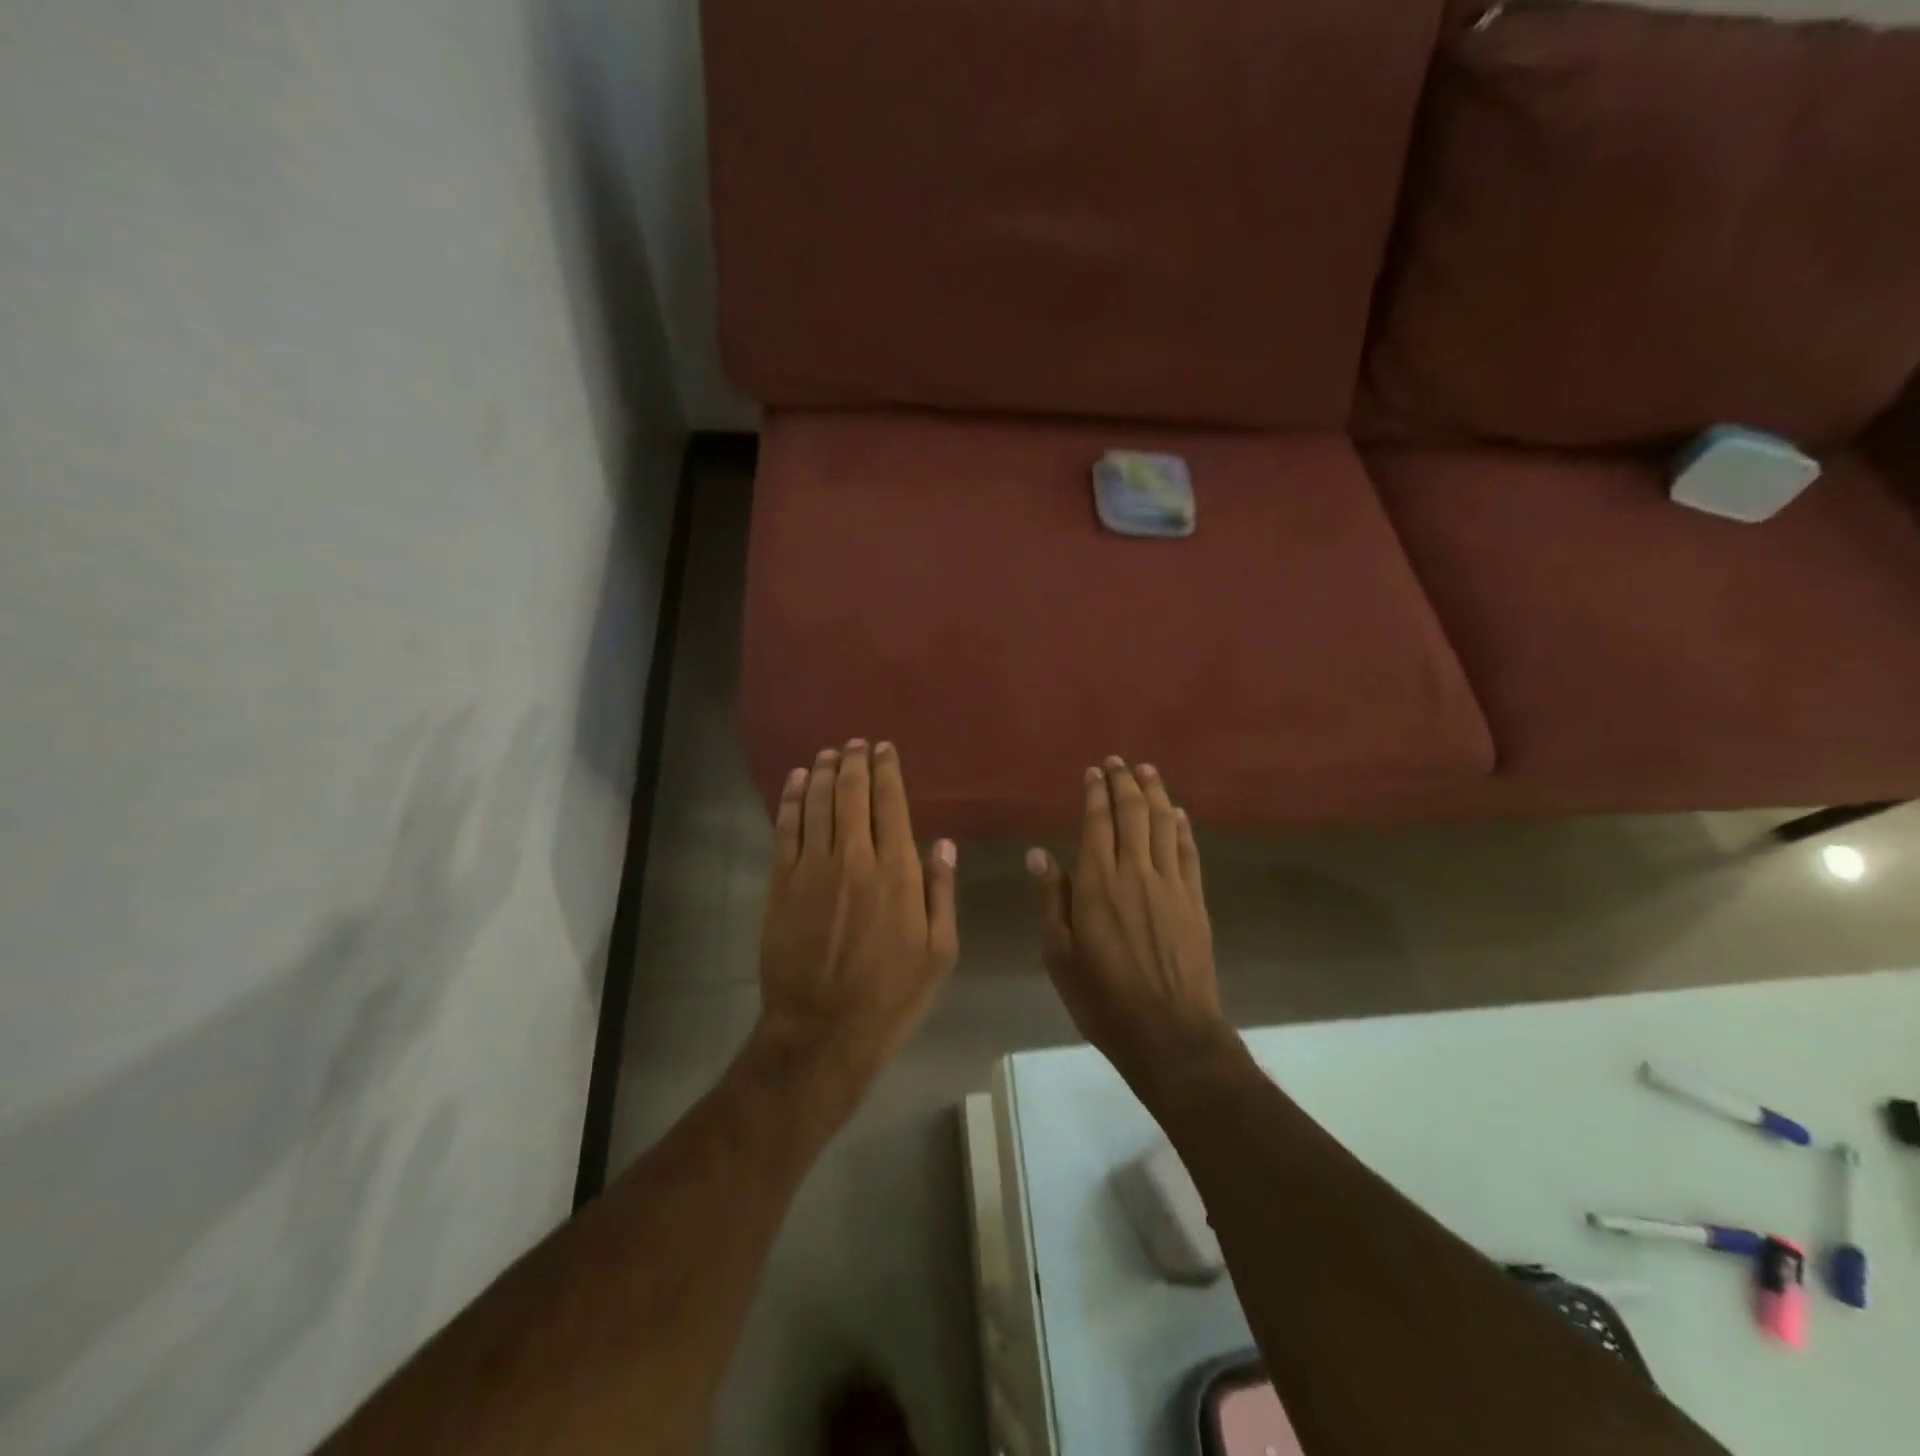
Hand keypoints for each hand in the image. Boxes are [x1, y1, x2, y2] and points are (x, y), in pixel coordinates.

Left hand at [756, 741, 958, 1103]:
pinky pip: (786, 829)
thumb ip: (941, 892)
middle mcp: (855, 859)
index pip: (892, 805)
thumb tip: (944, 844)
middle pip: (852, 795)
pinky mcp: (781, 885)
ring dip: (824, 773)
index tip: (885, 749)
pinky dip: (793, 800)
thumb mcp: (940, 952)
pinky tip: (798, 782)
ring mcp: (813, 870)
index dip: (887, 771)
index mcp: (898, 873)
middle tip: (856, 743)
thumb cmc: (891, 997)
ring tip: (829, 753)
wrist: (821, 1032)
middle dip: (855, 762)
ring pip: (818, 804)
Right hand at [1028, 758, 1230, 1088]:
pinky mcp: (1195, 901)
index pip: (1097, 823)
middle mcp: (1135, 872)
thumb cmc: (1102, 997)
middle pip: (1133, 814)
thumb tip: (1039, 853)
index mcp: (1097, 883)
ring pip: (1164, 824)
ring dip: (1155, 793)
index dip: (1096, 793)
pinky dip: (1182, 827)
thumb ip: (1053, 898)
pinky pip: (1188, 852)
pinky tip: (1178, 813)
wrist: (1168, 1033)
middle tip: (1118, 762)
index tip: (1094, 772)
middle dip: (1125, 782)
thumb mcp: (1059, 953)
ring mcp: (1170, 885)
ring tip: (1148, 771)